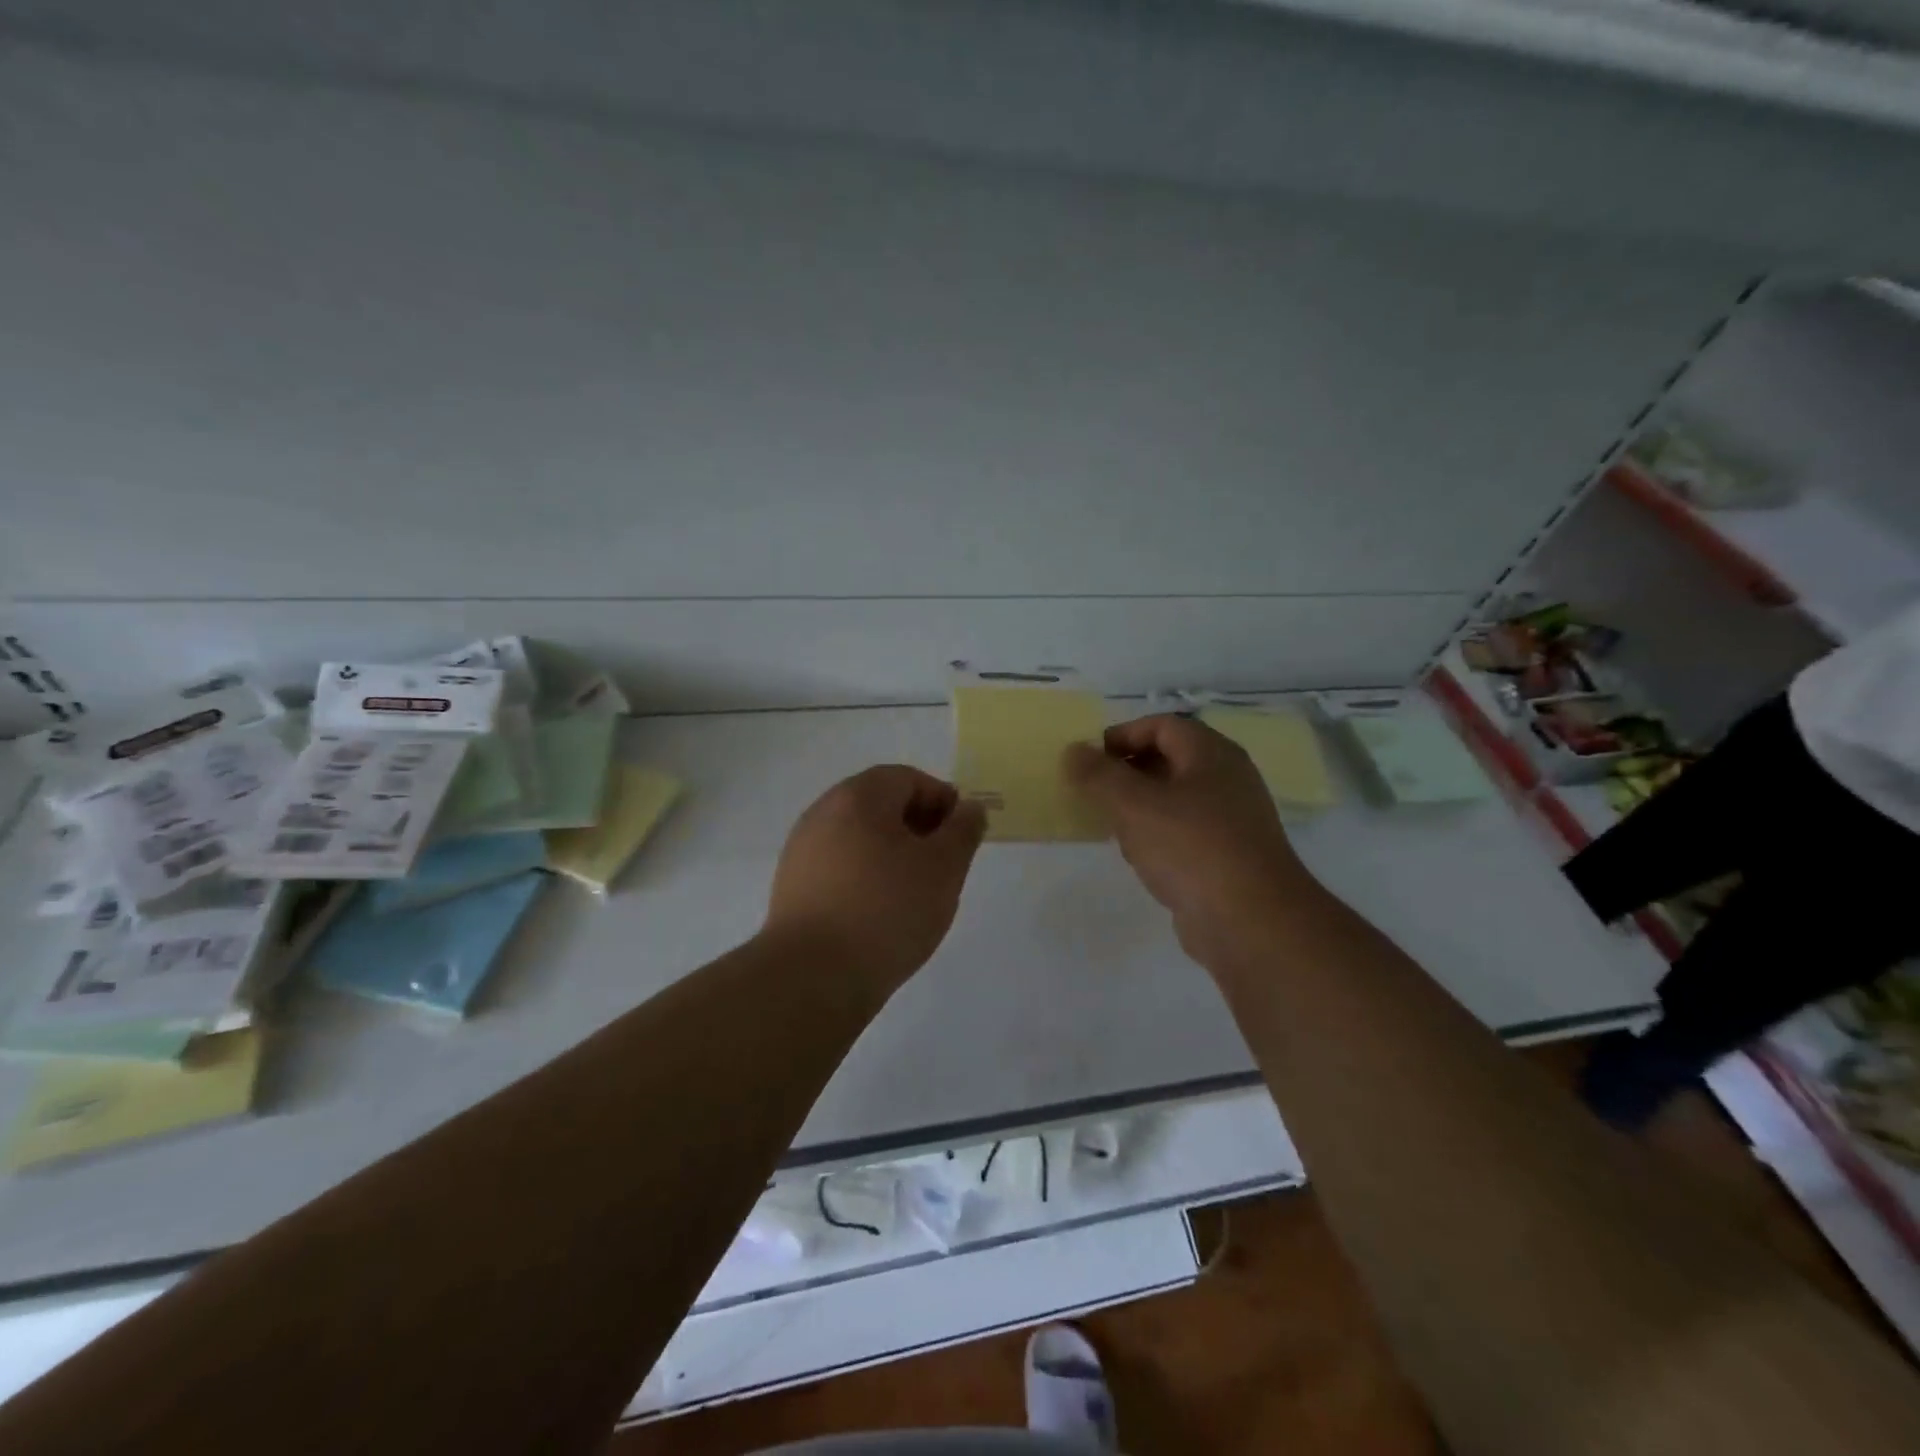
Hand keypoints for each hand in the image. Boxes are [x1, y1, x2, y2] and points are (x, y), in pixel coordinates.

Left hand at [764, 765, 987, 992]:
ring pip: (859, 837)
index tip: (961, 837)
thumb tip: (969, 808)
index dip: (942, 801)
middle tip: (943, 864)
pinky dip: (865, 877)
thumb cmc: (887, 910)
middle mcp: (823, 812)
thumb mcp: (944, 868)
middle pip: (880, 805)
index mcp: (858, 796)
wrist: (812, 976)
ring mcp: (801, 850)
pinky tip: (880, 913)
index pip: (908, 779)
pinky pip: (839, 867)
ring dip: (891, 853)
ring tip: (914, 893)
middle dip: (917, 827)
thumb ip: (963, 831)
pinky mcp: (791, 886)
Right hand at [1066, 715, 1314, 962]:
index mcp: (1211, 754)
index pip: (1162, 725)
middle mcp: (1227, 779)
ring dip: (1140, 808)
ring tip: (1112, 827)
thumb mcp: (1134, 804)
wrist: (1251, 923)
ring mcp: (1231, 821)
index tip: (1089, 759)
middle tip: (1095, 792)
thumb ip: (1098, 775)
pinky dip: (1158, 838)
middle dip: (1127, 773)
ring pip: (1175, 800)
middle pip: (1170, 760)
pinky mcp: (1228, 857)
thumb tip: (1073, 751)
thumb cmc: (1191, 848)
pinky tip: (1140, 859)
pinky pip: (1184, 834)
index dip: (1123, 734)